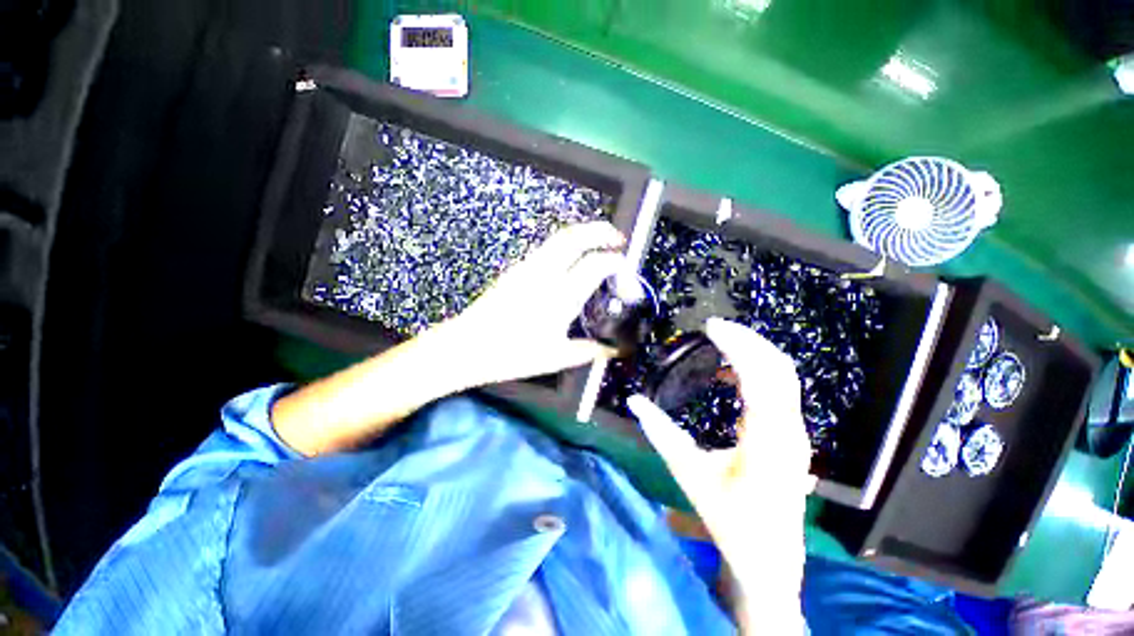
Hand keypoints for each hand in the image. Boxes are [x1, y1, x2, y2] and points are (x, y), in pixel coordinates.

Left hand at [272, 222, 626, 455]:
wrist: (467, 346)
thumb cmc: (512, 354)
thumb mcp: (555, 358)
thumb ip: (589, 351)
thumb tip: (611, 351)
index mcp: (559, 296)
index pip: (595, 265)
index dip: (615, 262)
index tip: (625, 266)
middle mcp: (545, 274)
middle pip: (575, 237)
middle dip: (601, 230)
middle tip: (618, 237)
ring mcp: (528, 267)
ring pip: (560, 237)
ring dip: (583, 233)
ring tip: (599, 241)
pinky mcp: (517, 269)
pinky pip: (548, 247)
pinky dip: (567, 244)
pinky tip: (572, 257)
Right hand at [627, 318, 813, 627]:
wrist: (770, 558)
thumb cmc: (730, 520)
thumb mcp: (689, 476)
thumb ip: (661, 434)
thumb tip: (634, 401)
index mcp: (766, 442)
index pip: (760, 379)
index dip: (738, 347)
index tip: (712, 327)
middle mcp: (789, 431)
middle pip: (780, 369)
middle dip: (749, 340)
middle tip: (716, 327)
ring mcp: (795, 433)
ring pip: (784, 377)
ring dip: (755, 352)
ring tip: (722, 341)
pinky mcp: (790, 435)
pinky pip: (779, 389)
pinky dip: (757, 370)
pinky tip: (729, 372)